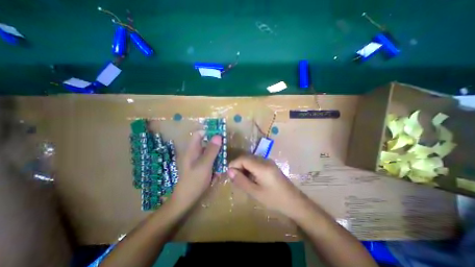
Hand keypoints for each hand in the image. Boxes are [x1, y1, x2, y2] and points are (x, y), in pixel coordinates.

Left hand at [171, 131, 222, 210]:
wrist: (186, 199)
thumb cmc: (194, 181)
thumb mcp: (205, 164)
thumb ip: (212, 150)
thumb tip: (218, 136)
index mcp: (192, 150)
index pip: (199, 134)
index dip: (208, 132)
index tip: (220, 135)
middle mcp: (194, 153)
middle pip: (205, 143)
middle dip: (216, 146)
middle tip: (224, 151)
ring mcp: (197, 160)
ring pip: (209, 152)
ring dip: (216, 157)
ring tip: (221, 164)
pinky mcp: (200, 167)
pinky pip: (209, 161)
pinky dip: (214, 164)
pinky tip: (216, 172)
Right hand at [227, 153, 309, 219]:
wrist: (294, 201)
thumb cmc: (274, 199)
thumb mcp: (255, 192)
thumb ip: (241, 180)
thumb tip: (229, 171)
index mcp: (261, 166)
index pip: (243, 158)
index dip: (234, 164)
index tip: (229, 174)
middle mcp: (265, 160)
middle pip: (246, 157)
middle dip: (238, 166)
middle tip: (234, 178)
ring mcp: (268, 162)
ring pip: (251, 159)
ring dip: (244, 167)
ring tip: (242, 179)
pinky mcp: (270, 165)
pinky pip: (256, 162)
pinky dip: (250, 168)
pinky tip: (251, 178)